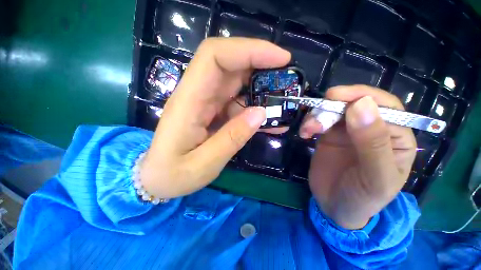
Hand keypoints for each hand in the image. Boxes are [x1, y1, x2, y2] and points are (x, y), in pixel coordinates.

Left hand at [140, 38, 290, 198]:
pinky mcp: (213, 112)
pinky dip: (256, 105)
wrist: (158, 178)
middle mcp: (197, 94)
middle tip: (287, 76)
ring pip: (236, 81)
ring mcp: (206, 102)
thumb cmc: (173, 174)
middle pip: (229, 63)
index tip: (280, 58)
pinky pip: (237, 101)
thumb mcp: (204, 163)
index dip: (248, 50)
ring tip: (284, 99)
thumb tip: (261, 113)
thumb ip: (232, 138)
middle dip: (260, 63)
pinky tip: (270, 118)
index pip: (215, 57)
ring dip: (261, 85)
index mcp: (189, 101)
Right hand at [301, 86, 416, 228]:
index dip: (361, 96)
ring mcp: (348, 131)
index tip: (335, 96)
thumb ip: (373, 142)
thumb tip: (361, 104)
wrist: (334, 207)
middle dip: (333, 106)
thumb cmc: (363, 197)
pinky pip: (319, 121)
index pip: (386, 106)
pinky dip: (309, 123)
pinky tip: (304, 133)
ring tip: (308, 130)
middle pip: (354, 104)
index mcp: (396, 137)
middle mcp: (372, 129)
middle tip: (316, 117)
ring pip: (333, 110)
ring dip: (317, 116)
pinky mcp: (328, 136)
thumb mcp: (375, 177)